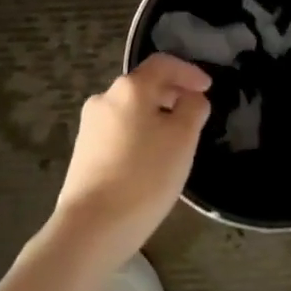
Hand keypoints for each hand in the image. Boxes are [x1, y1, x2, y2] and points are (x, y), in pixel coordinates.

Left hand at [53, 53, 211, 265]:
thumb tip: (192, 97)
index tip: (208, 87)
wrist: (91, 227)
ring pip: (130, 109)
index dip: (188, 71)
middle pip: (144, 85)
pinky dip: (139, 134)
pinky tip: (149, 160)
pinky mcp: (83, 151)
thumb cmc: (144, 177)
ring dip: (155, 116)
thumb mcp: (183, 140)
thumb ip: (193, 109)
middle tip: (194, 114)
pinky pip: (118, 131)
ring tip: (174, 140)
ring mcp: (90, 125)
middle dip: (172, 94)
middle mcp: (105, 98)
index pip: (163, 64)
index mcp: (130, 88)